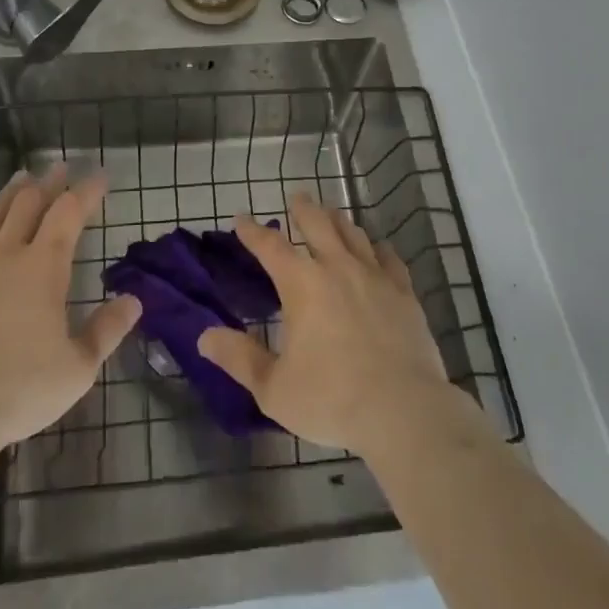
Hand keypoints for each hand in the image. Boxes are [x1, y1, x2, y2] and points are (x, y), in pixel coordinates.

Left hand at [0, 166, 140, 458]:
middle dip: (49, 182)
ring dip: (11, 192)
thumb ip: (107, 330)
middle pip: (29, 203)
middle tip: (60, 168)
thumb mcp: (78, 369)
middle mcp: (6, 253)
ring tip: (22, 178)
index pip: (69, 212)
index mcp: (44, 266)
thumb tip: (134, 300)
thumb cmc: (19, 390)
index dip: (87, 191)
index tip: (99, 177)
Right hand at [198, 192, 479, 459]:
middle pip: (318, 223)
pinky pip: (389, 258)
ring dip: (338, 220)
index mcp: (301, 284)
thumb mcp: (274, 388)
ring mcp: (374, 276)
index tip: (241, 218)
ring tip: (332, 214)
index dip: (252, 231)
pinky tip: (377, 249)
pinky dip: (378, 248)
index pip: (270, 246)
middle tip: (297, 197)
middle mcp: (337, 267)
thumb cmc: (332, 400)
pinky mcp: (403, 292)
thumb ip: (240, 359)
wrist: (403, 411)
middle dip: (303, 208)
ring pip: (353, 233)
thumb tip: (204, 337)